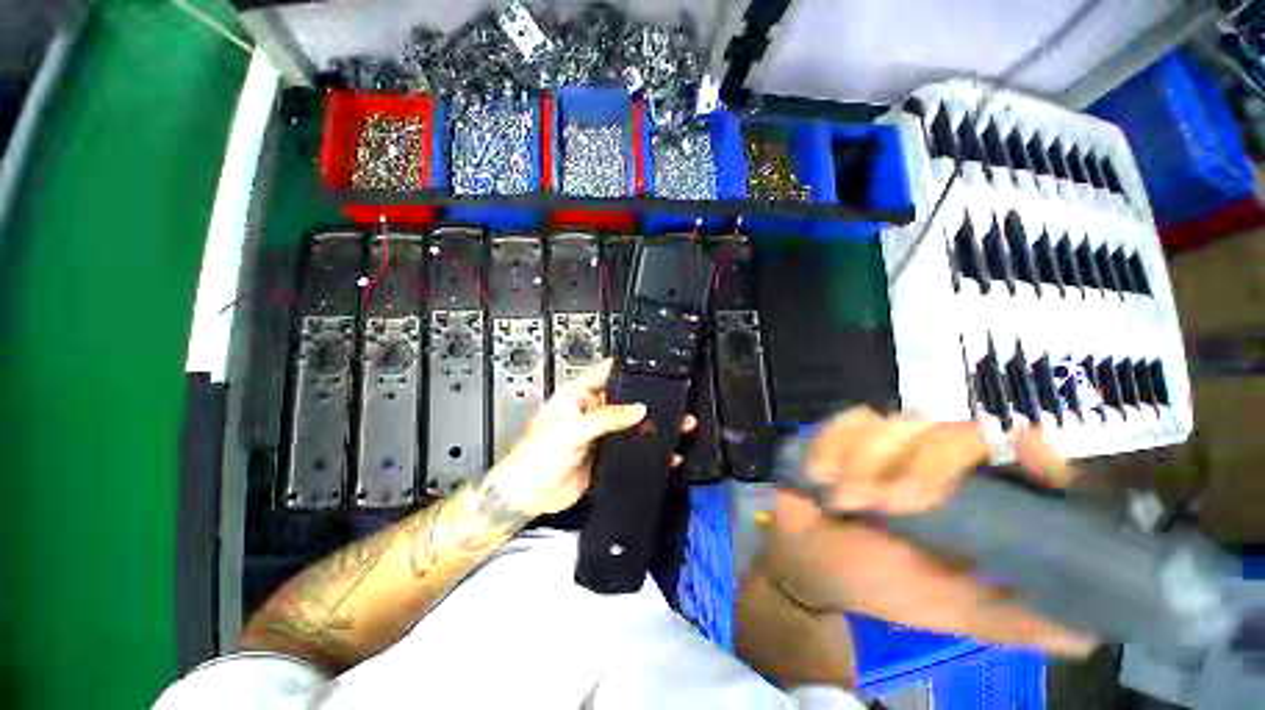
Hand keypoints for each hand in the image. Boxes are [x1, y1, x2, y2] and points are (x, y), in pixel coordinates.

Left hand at [486, 359, 694, 517]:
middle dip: (647, 400)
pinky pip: (629, 448)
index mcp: (577, 396)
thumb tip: (638, 409)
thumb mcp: (572, 429)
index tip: (650, 367)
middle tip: (672, 399)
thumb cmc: (534, 456)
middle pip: (623, 399)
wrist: (528, 496)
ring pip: (629, 425)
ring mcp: (599, 434)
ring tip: (675, 423)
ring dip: (650, 425)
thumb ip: (607, 417)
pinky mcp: (604, 455)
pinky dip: (645, 449)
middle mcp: (590, 412)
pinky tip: (663, 452)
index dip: (627, 368)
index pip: (606, 373)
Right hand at [766, 407, 1095, 655]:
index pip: (1030, 469)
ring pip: (896, 424)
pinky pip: (849, 420)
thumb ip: (1012, 620)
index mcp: (976, 506)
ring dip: (865, 461)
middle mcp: (940, 465)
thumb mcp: (948, 610)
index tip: (1025, 445)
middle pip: (955, 434)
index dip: (1038, 458)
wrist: (807, 557)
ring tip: (844, 498)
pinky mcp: (846, 432)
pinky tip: (823, 474)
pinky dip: (834, 445)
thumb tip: (1088, 635)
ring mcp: (889, 444)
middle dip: (918, 467)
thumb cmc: (879, 584)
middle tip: (885, 504)